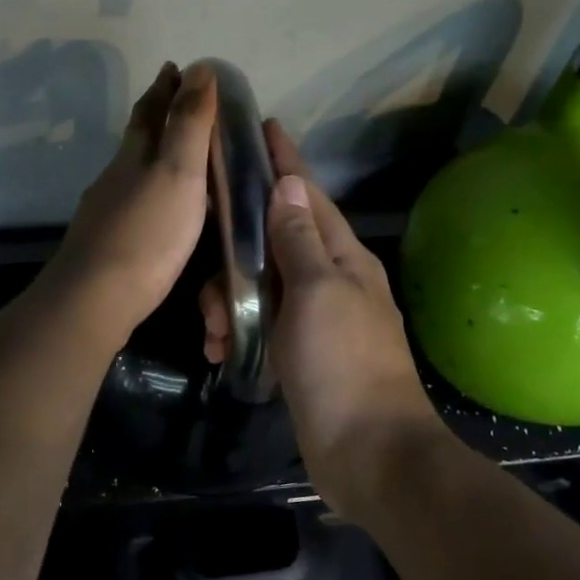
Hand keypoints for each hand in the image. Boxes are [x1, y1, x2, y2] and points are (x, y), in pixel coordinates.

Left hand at [48, 62, 217, 349]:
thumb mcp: (178, 171)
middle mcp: (115, 177)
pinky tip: (158, 210)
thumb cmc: (147, 233)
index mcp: (134, 156)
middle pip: (137, 138)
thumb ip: (188, 123)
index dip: (165, 88)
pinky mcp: (107, 244)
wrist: (96, 298)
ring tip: (178, 156)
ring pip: (132, 172)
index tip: (176, 67)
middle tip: (179, 102)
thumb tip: (197, 68)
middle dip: (157, 116)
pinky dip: (150, 194)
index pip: (150, 111)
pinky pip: (134, 204)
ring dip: (153, 157)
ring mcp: (107, 212)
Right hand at [203, 123, 445, 508]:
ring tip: (217, 330)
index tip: (264, 126)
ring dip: (230, 300)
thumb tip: (288, 184)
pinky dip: (238, 330)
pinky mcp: (298, 351)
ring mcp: (314, 317)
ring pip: (259, 284)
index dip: (285, 161)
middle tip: (211, 278)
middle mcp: (330, 279)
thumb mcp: (318, 293)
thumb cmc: (344, 365)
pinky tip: (222, 349)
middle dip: (236, 253)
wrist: (368, 453)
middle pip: (274, 240)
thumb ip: (300, 239)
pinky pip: (258, 323)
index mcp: (344, 258)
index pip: (308, 195)